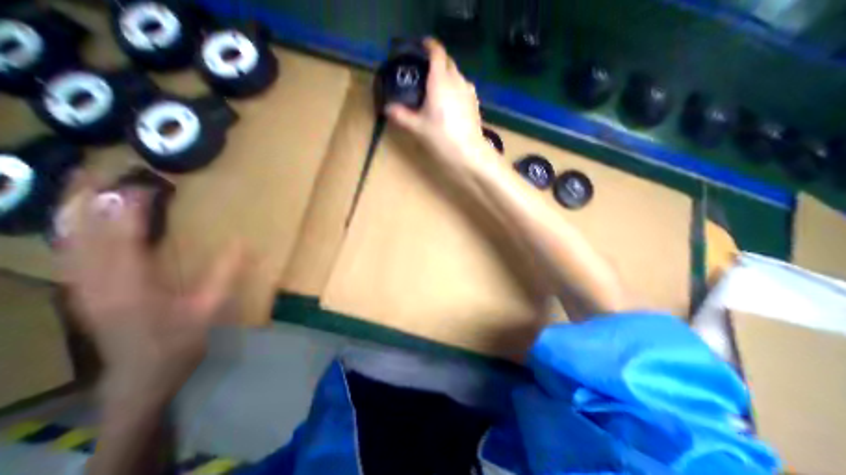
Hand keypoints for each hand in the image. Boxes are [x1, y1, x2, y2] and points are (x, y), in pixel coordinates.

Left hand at [56, 175, 245, 406]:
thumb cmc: (179, 341)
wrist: (141, 376)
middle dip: (85, 201)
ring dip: (73, 212)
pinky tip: (78, 221)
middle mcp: (97, 284)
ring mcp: (83, 289)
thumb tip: (242, 243)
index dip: (129, 211)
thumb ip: (224, 273)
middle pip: (83, 235)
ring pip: (68, 243)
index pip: (125, 239)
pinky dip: (72, 232)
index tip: (141, 187)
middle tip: (93, 171)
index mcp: (132, 286)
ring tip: (79, 186)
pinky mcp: (83, 293)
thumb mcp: (209, 307)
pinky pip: (71, 255)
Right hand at [384, 37, 489, 173]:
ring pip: (456, 75)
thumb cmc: (441, 137)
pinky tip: (450, 103)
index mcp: (440, 80)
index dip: (429, 45)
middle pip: (447, 62)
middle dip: (437, 62)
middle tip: (424, 73)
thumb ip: (401, 116)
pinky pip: (463, 87)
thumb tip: (387, 109)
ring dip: (446, 76)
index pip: (437, 52)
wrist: (468, 152)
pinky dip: (455, 88)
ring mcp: (468, 90)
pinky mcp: (475, 102)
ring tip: (436, 89)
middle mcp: (456, 79)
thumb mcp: (418, 127)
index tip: (421, 47)